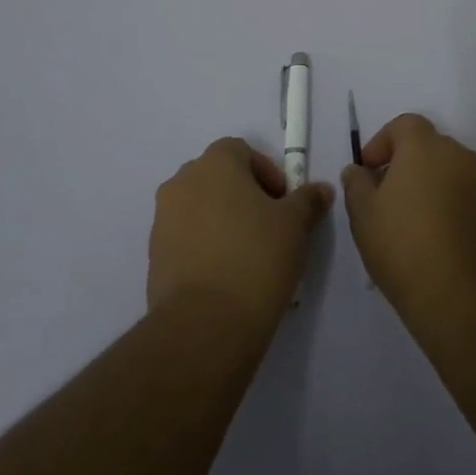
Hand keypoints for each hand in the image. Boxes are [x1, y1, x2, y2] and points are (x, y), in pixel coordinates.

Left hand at [147, 137, 332, 334]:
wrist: (205, 324)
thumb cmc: (256, 256)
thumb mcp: (295, 225)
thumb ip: (307, 200)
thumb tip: (321, 189)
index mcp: (215, 163)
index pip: (241, 150)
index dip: (266, 172)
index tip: (282, 203)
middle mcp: (182, 182)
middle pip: (217, 177)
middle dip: (242, 194)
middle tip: (268, 226)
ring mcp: (163, 219)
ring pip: (199, 207)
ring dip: (221, 220)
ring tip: (247, 254)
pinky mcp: (153, 255)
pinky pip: (184, 238)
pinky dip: (204, 246)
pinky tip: (225, 275)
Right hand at [341, 114, 475, 337]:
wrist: (466, 299)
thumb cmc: (405, 247)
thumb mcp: (363, 215)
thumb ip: (356, 184)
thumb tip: (359, 171)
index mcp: (425, 146)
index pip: (403, 125)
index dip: (381, 143)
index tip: (367, 172)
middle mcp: (457, 155)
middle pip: (426, 145)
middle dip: (403, 163)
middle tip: (382, 196)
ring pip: (445, 171)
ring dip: (425, 185)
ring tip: (405, 222)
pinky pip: (461, 194)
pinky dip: (445, 204)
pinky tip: (430, 239)